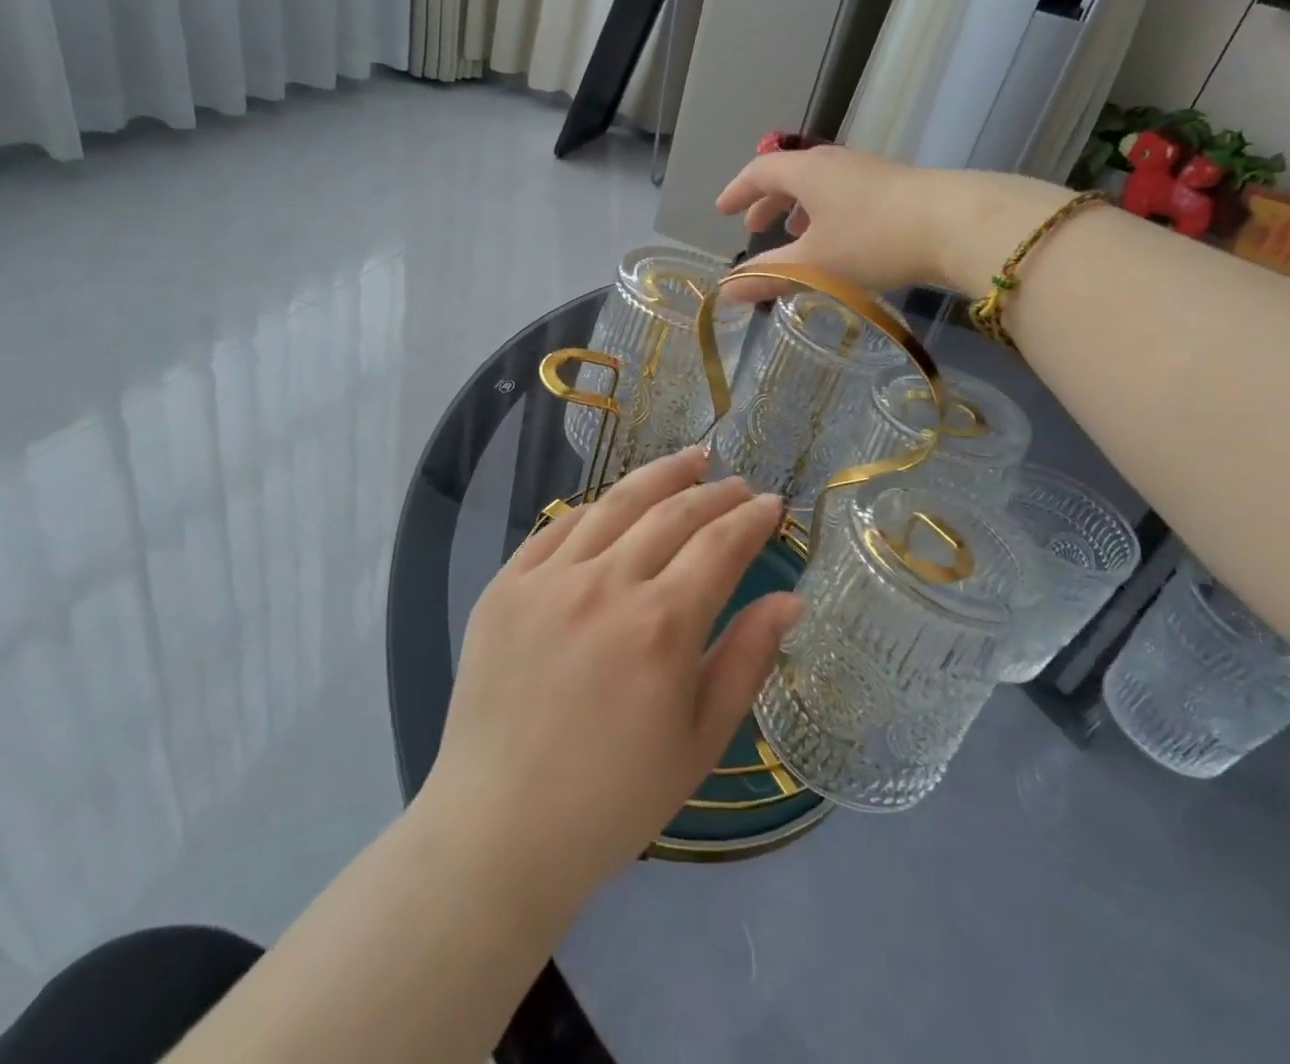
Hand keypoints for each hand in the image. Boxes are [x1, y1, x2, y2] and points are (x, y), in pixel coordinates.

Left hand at [418, 450, 797, 915]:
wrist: (499, 829)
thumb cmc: (614, 798)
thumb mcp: (700, 741)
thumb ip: (746, 659)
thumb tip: (790, 600)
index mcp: (662, 625)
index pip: (720, 545)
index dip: (751, 519)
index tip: (772, 504)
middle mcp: (606, 584)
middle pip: (673, 513)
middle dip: (715, 492)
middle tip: (739, 483)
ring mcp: (549, 578)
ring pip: (615, 504)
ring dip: (660, 477)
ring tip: (690, 460)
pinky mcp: (506, 585)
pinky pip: (558, 526)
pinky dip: (596, 508)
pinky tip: (615, 502)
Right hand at [714, 146, 1065, 298]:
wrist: (955, 224)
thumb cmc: (872, 240)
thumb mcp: (813, 265)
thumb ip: (768, 277)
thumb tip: (725, 292)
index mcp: (808, 172)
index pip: (760, 171)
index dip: (738, 191)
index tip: (722, 211)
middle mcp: (835, 162)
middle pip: (791, 174)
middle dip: (768, 201)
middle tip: (754, 226)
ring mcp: (868, 171)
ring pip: (821, 184)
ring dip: (799, 207)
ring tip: (795, 233)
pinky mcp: (895, 186)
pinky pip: (845, 193)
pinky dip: (827, 211)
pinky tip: (840, 238)